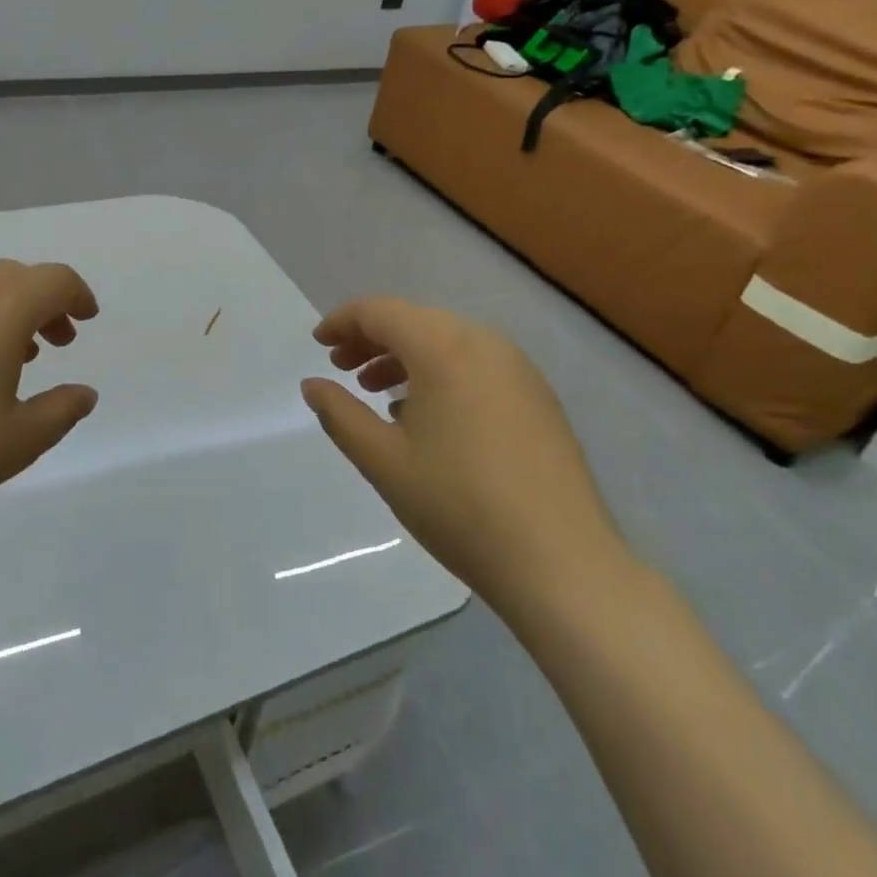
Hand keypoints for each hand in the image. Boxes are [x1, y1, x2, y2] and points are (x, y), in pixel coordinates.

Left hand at [0, 260, 100, 537]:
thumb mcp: (19, 441)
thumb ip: (61, 411)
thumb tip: (84, 393)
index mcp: (1, 309)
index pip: (53, 280)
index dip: (77, 295)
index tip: (87, 320)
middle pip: (15, 276)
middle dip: (43, 302)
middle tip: (55, 342)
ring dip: (4, 309)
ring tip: (9, 357)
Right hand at [301, 297, 629, 618]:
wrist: (563, 564)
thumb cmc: (460, 506)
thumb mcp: (383, 461)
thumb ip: (340, 414)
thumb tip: (313, 386)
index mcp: (443, 348)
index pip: (380, 311)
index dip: (343, 322)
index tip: (319, 344)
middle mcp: (483, 343)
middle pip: (415, 321)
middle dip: (372, 338)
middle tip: (342, 368)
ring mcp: (517, 369)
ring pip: (447, 341)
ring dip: (405, 356)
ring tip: (377, 391)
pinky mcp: (537, 397)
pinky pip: (476, 364)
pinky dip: (440, 373)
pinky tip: (427, 415)